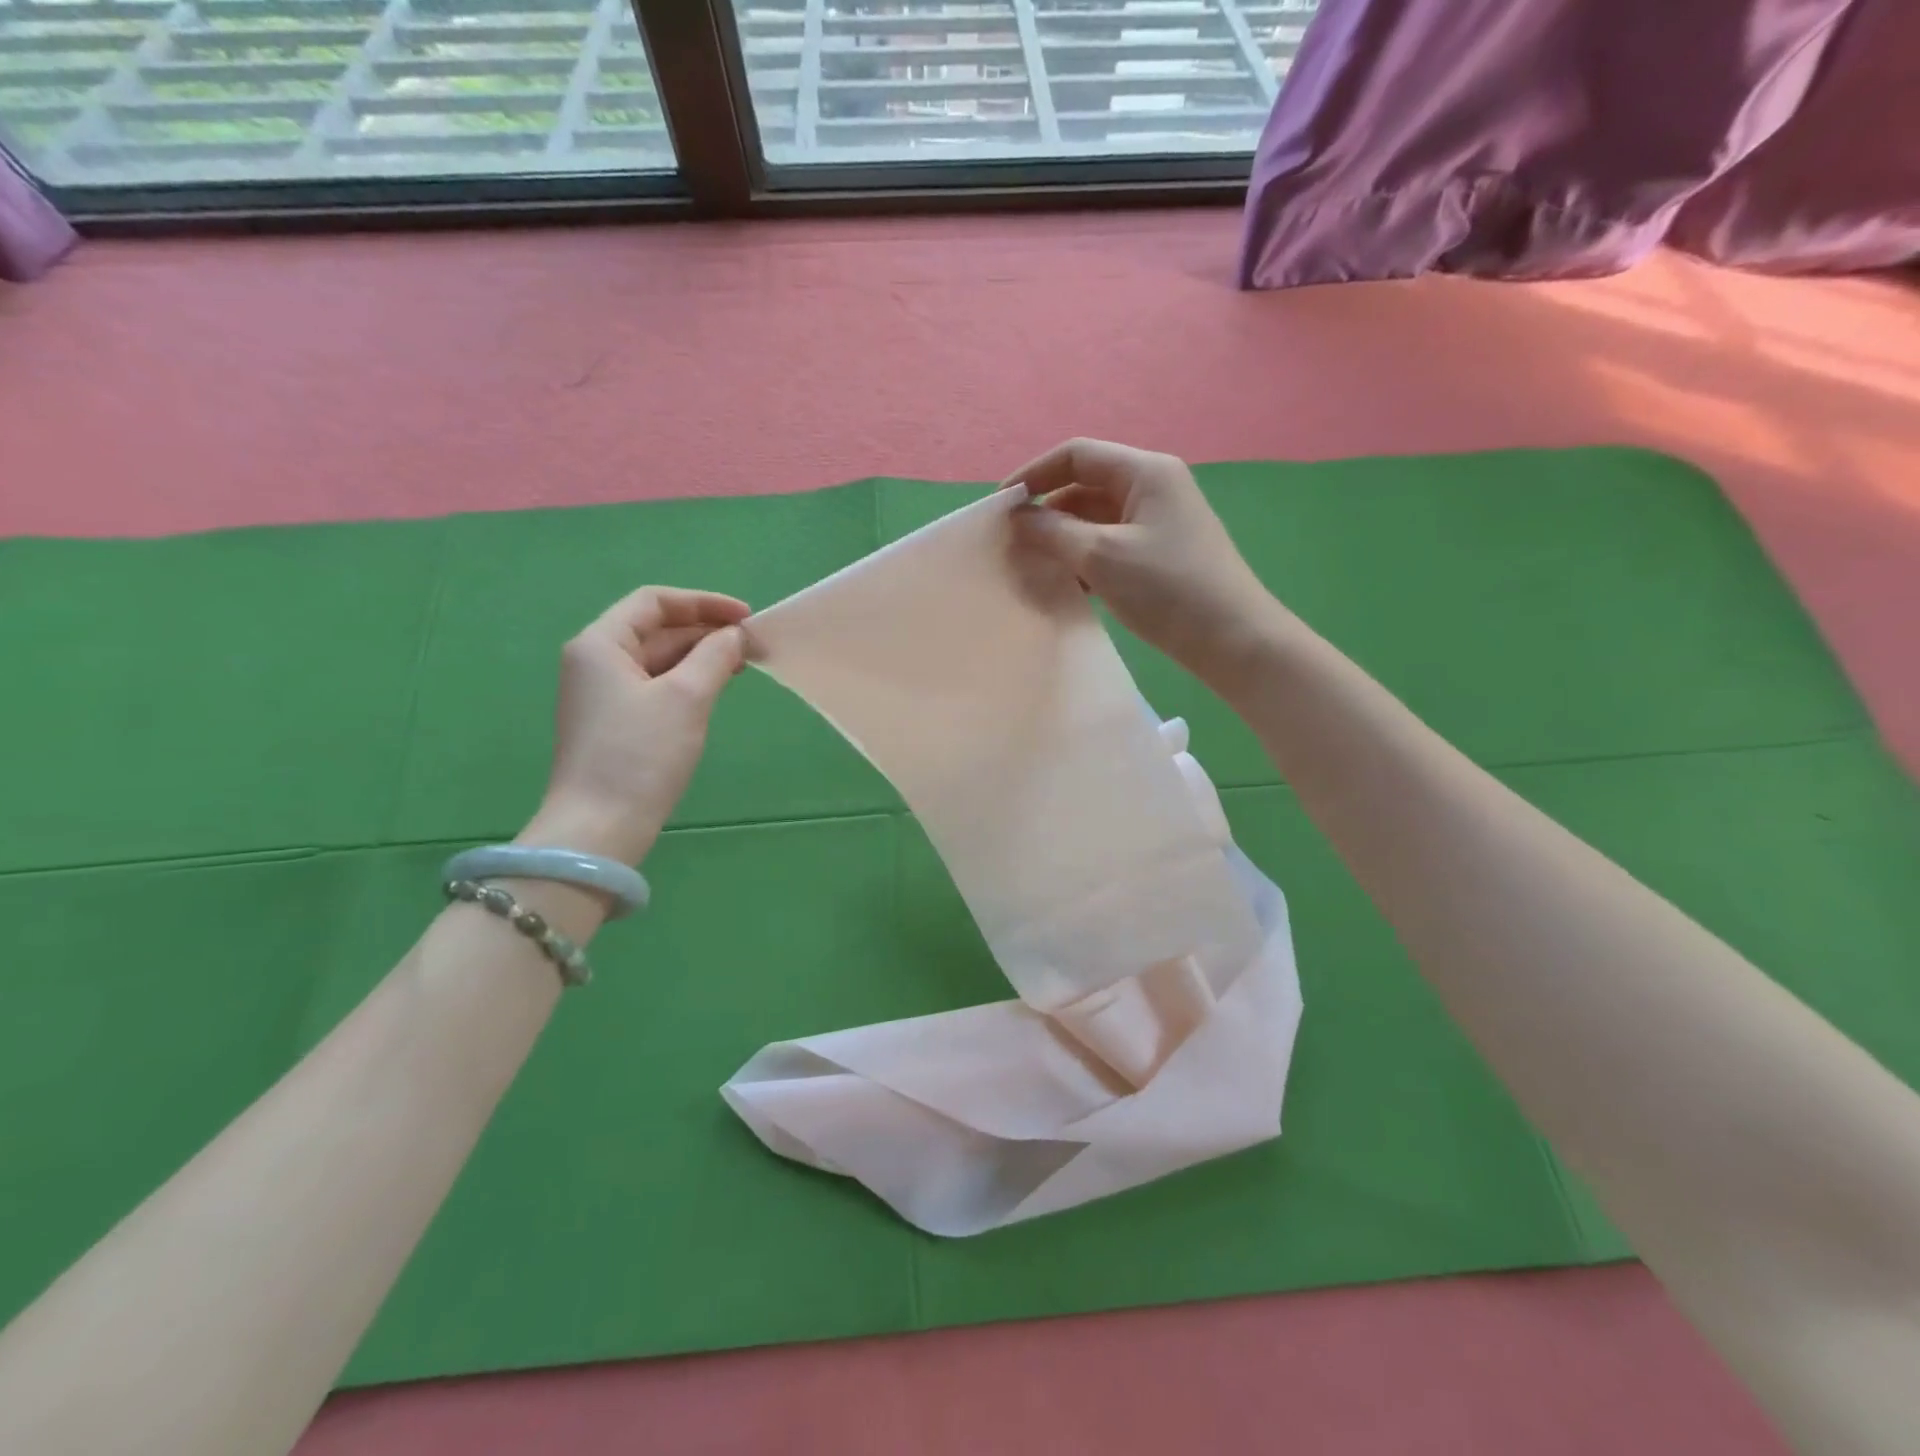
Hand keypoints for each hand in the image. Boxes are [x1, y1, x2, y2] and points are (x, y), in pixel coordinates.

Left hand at [521, 586, 749, 865]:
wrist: (599, 827)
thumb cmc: (640, 754)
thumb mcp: (686, 697)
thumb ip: (715, 656)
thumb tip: (737, 635)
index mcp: (600, 644)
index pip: (654, 602)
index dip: (703, 603)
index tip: (746, 618)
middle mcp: (595, 662)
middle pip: (655, 629)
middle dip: (704, 631)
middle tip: (751, 644)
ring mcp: (603, 694)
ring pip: (657, 660)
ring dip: (699, 656)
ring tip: (742, 664)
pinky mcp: (614, 723)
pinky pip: (655, 686)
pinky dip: (687, 681)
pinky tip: (715, 688)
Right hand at [1004, 439, 1279, 687]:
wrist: (1232, 640)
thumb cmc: (1167, 589)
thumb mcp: (1101, 556)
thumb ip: (1052, 532)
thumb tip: (1019, 518)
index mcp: (1146, 471)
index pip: (1077, 455)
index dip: (1033, 474)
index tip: (1001, 507)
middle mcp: (1154, 487)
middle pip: (1085, 486)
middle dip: (1047, 512)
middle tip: (1013, 544)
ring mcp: (1160, 522)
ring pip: (1097, 519)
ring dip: (1064, 539)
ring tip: (1034, 567)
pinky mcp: (1161, 554)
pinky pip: (1111, 544)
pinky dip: (1085, 558)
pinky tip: (1068, 585)